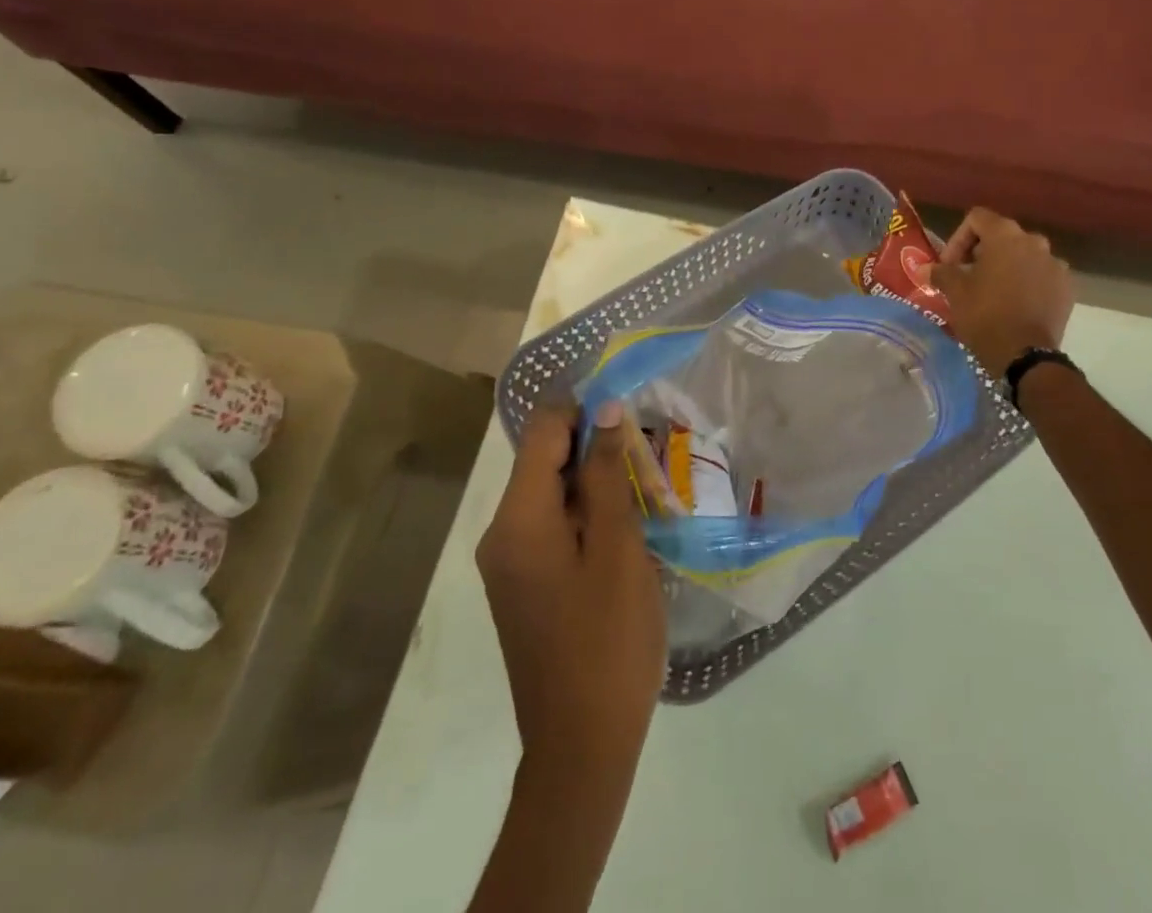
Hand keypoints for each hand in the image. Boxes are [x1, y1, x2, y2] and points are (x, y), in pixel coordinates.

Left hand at [477, 402, 666, 789]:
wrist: (582, 744)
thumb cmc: (608, 639)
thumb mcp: (618, 547)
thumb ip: (606, 474)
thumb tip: (605, 410)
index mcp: (518, 519)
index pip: (542, 430)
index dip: (583, 408)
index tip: (630, 410)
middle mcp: (502, 532)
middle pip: (546, 460)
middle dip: (596, 448)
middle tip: (650, 459)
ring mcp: (510, 562)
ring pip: (553, 493)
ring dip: (597, 483)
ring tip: (647, 492)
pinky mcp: (525, 583)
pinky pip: (553, 526)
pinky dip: (588, 515)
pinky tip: (629, 530)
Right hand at [934, 207, 1075, 376]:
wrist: (1025, 355)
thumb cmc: (985, 315)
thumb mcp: (955, 291)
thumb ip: (941, 272)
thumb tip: (925, 268)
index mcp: (1006, 235)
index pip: (977, 219)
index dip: (958, 239)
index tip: (950, 265)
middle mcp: (1035, 242)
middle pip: (1002, 236)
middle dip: (982, 253)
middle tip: (967, 277)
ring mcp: (1055, 265)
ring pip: (1024, 256)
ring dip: (1007, 267)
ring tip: (992, 292)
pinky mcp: (1066, 288)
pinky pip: (1041, 276)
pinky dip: (1027, 283)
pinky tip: (1015, 305)